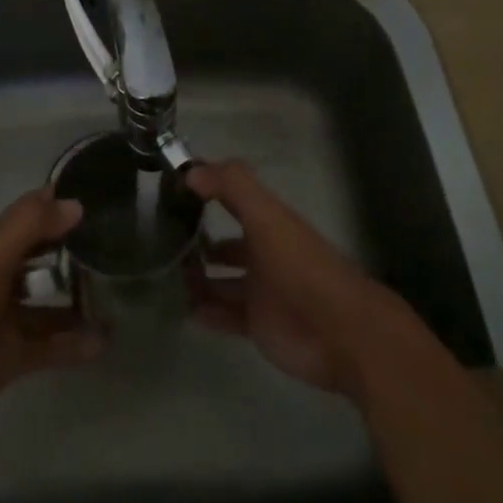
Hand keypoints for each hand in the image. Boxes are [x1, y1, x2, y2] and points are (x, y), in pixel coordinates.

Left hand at [0, 189, 102, 433]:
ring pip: (51, 303)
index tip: (100, 196)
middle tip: (119, 245)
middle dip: (75, 251)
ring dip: (80, 299)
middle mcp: (3, 278)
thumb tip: (75, 204)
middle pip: (44, 258)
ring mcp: (9, 319)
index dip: (60, 203)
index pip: (32, 216)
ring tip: (120, 295)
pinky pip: (53, 346)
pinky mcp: (14, 356)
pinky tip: (105, 341)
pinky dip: (76, 344)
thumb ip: (29, 226)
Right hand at [185, 159, 409, 400]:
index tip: (171, 188)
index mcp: (268, 223)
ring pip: (222, 280)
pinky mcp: (259, 325)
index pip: (232, 198)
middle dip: (198, 241)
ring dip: (197, 278)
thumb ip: (232, 186)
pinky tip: (182, 309)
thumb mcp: (267, 216)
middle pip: (226, 244)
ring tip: (165, 276)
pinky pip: (225, 315)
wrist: (340, 333)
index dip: (206, 190)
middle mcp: (264, 253)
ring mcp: (261, 291)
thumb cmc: (301, 267)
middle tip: (162, 241)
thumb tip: (191, 169)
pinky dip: (205, 311)